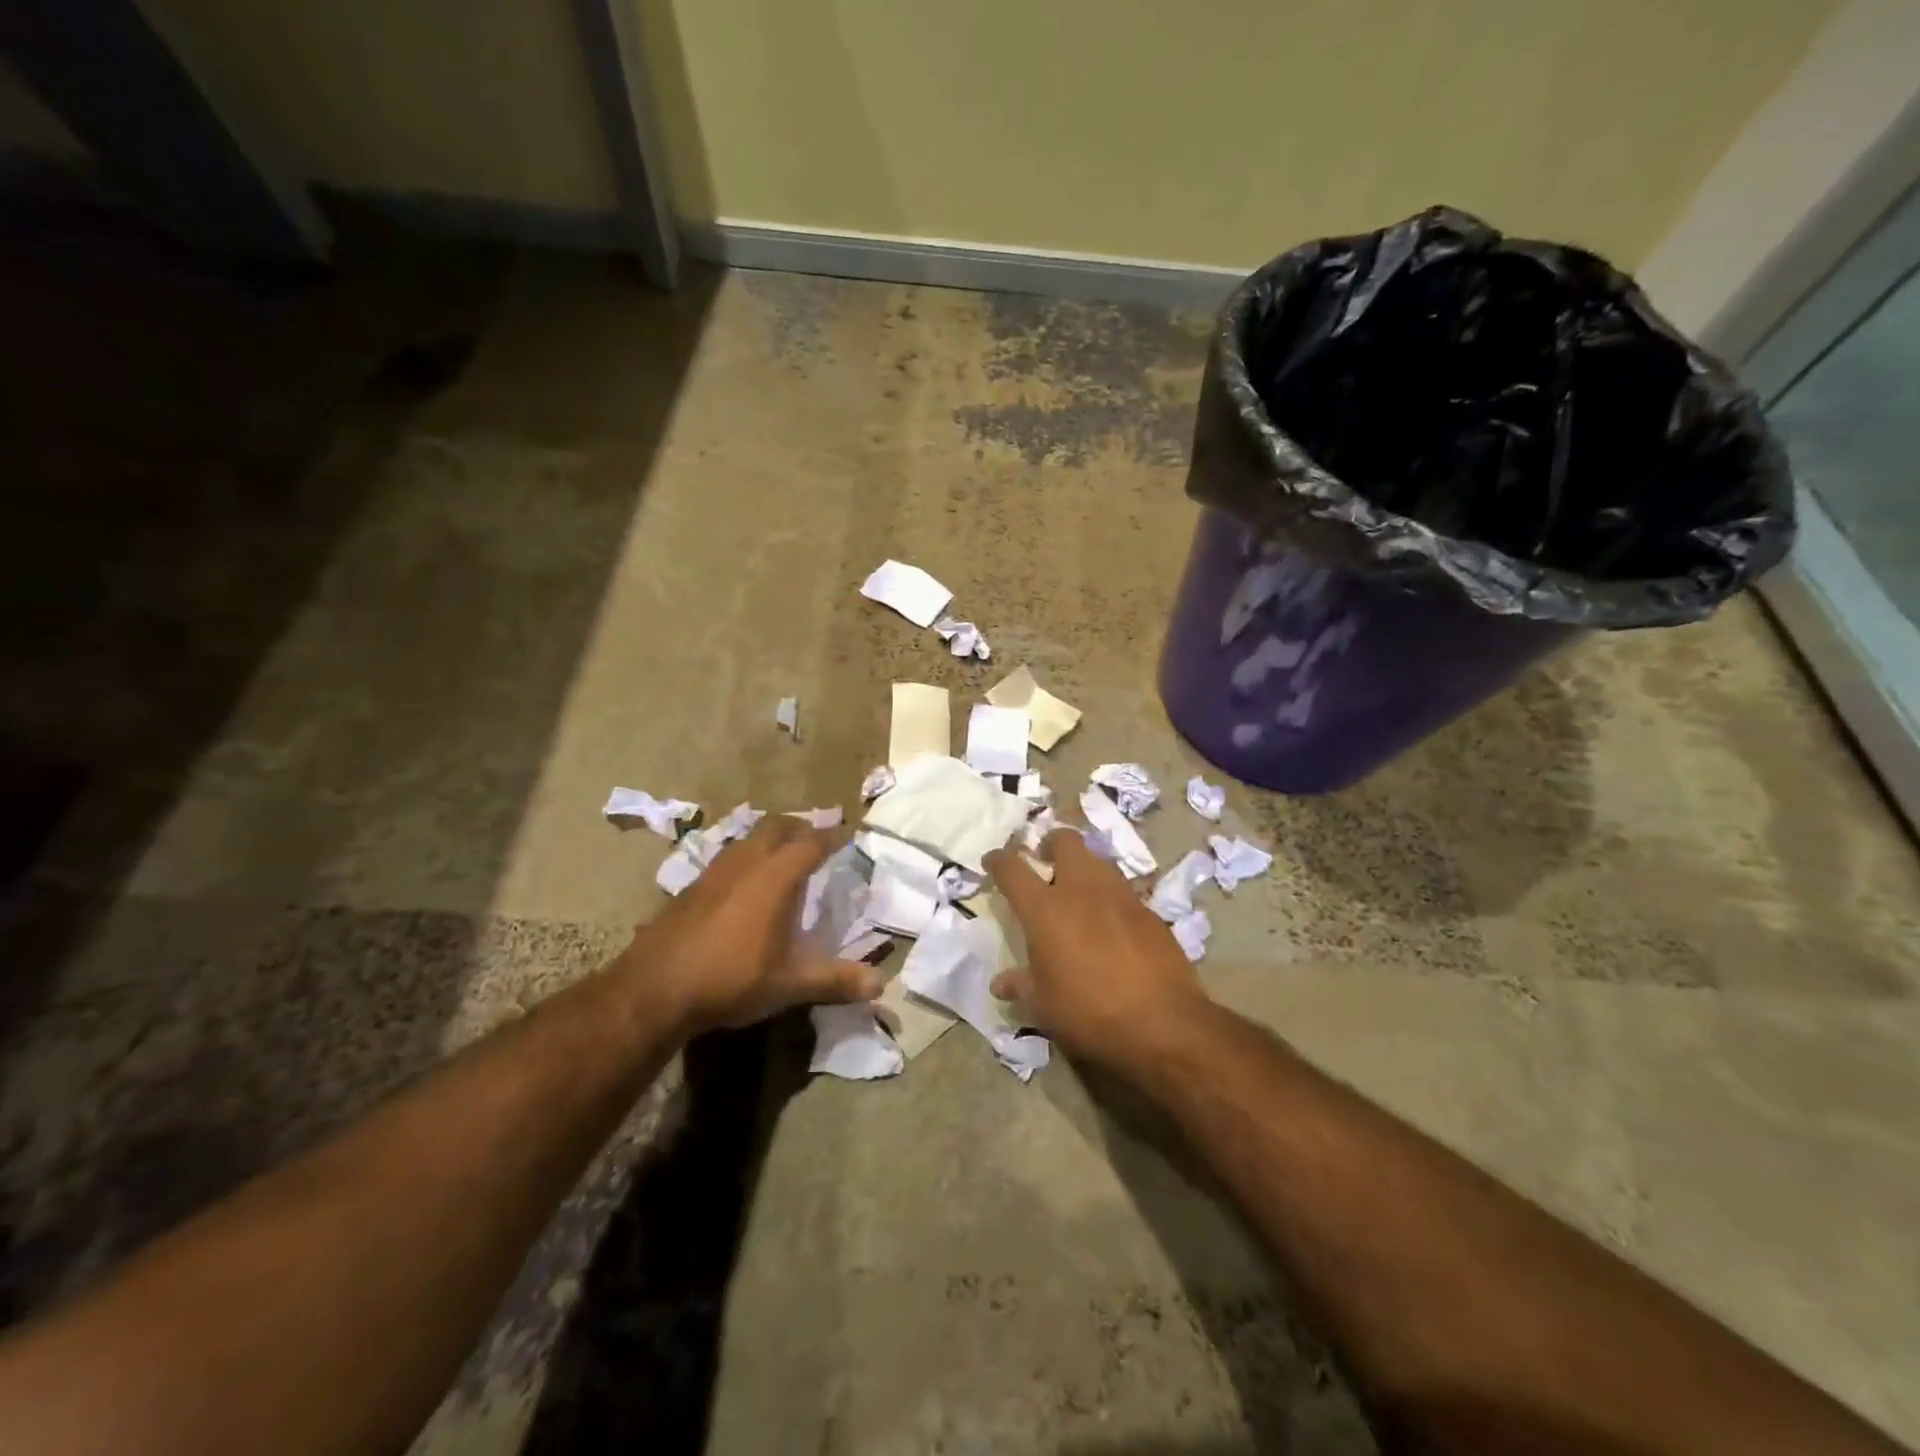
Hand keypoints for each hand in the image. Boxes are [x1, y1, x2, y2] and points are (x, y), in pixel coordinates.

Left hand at [623, 816, 881, 1034]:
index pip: (811, 843)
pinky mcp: (691, 887)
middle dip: (800, 827)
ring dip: (770, 838)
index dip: (832, 836)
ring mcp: (713, 872)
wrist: (653, 989)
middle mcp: (745, 863)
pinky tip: (745, 884)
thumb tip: (880, 985)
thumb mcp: (789, 984)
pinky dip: (747, 856)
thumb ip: (835, 980)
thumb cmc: (730, 980)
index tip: (848, 833)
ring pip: (748, 838)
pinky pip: (728, 856)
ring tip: (784, 855)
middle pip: (776, 826)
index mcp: (774, 878)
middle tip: (817, 838)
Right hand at [984, 829, 1212, 1072]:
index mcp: (1046, 910)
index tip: (993, 860)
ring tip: (1078, 890)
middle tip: (1044, 860)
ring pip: (1099, 861)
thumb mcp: (1044, 1007)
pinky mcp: (1150, 913)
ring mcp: (1121, 897)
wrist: (1163, 1025)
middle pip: (1065, 842)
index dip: (999, 861)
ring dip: (1084, 866)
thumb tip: (1001, 984)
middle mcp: (1082, 891)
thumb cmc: (1089, 1015)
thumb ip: (1022, 986)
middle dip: (1051, 843)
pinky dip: (1111, 898)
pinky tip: (1112, 923)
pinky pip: (1124, 892)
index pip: (1013, 870)